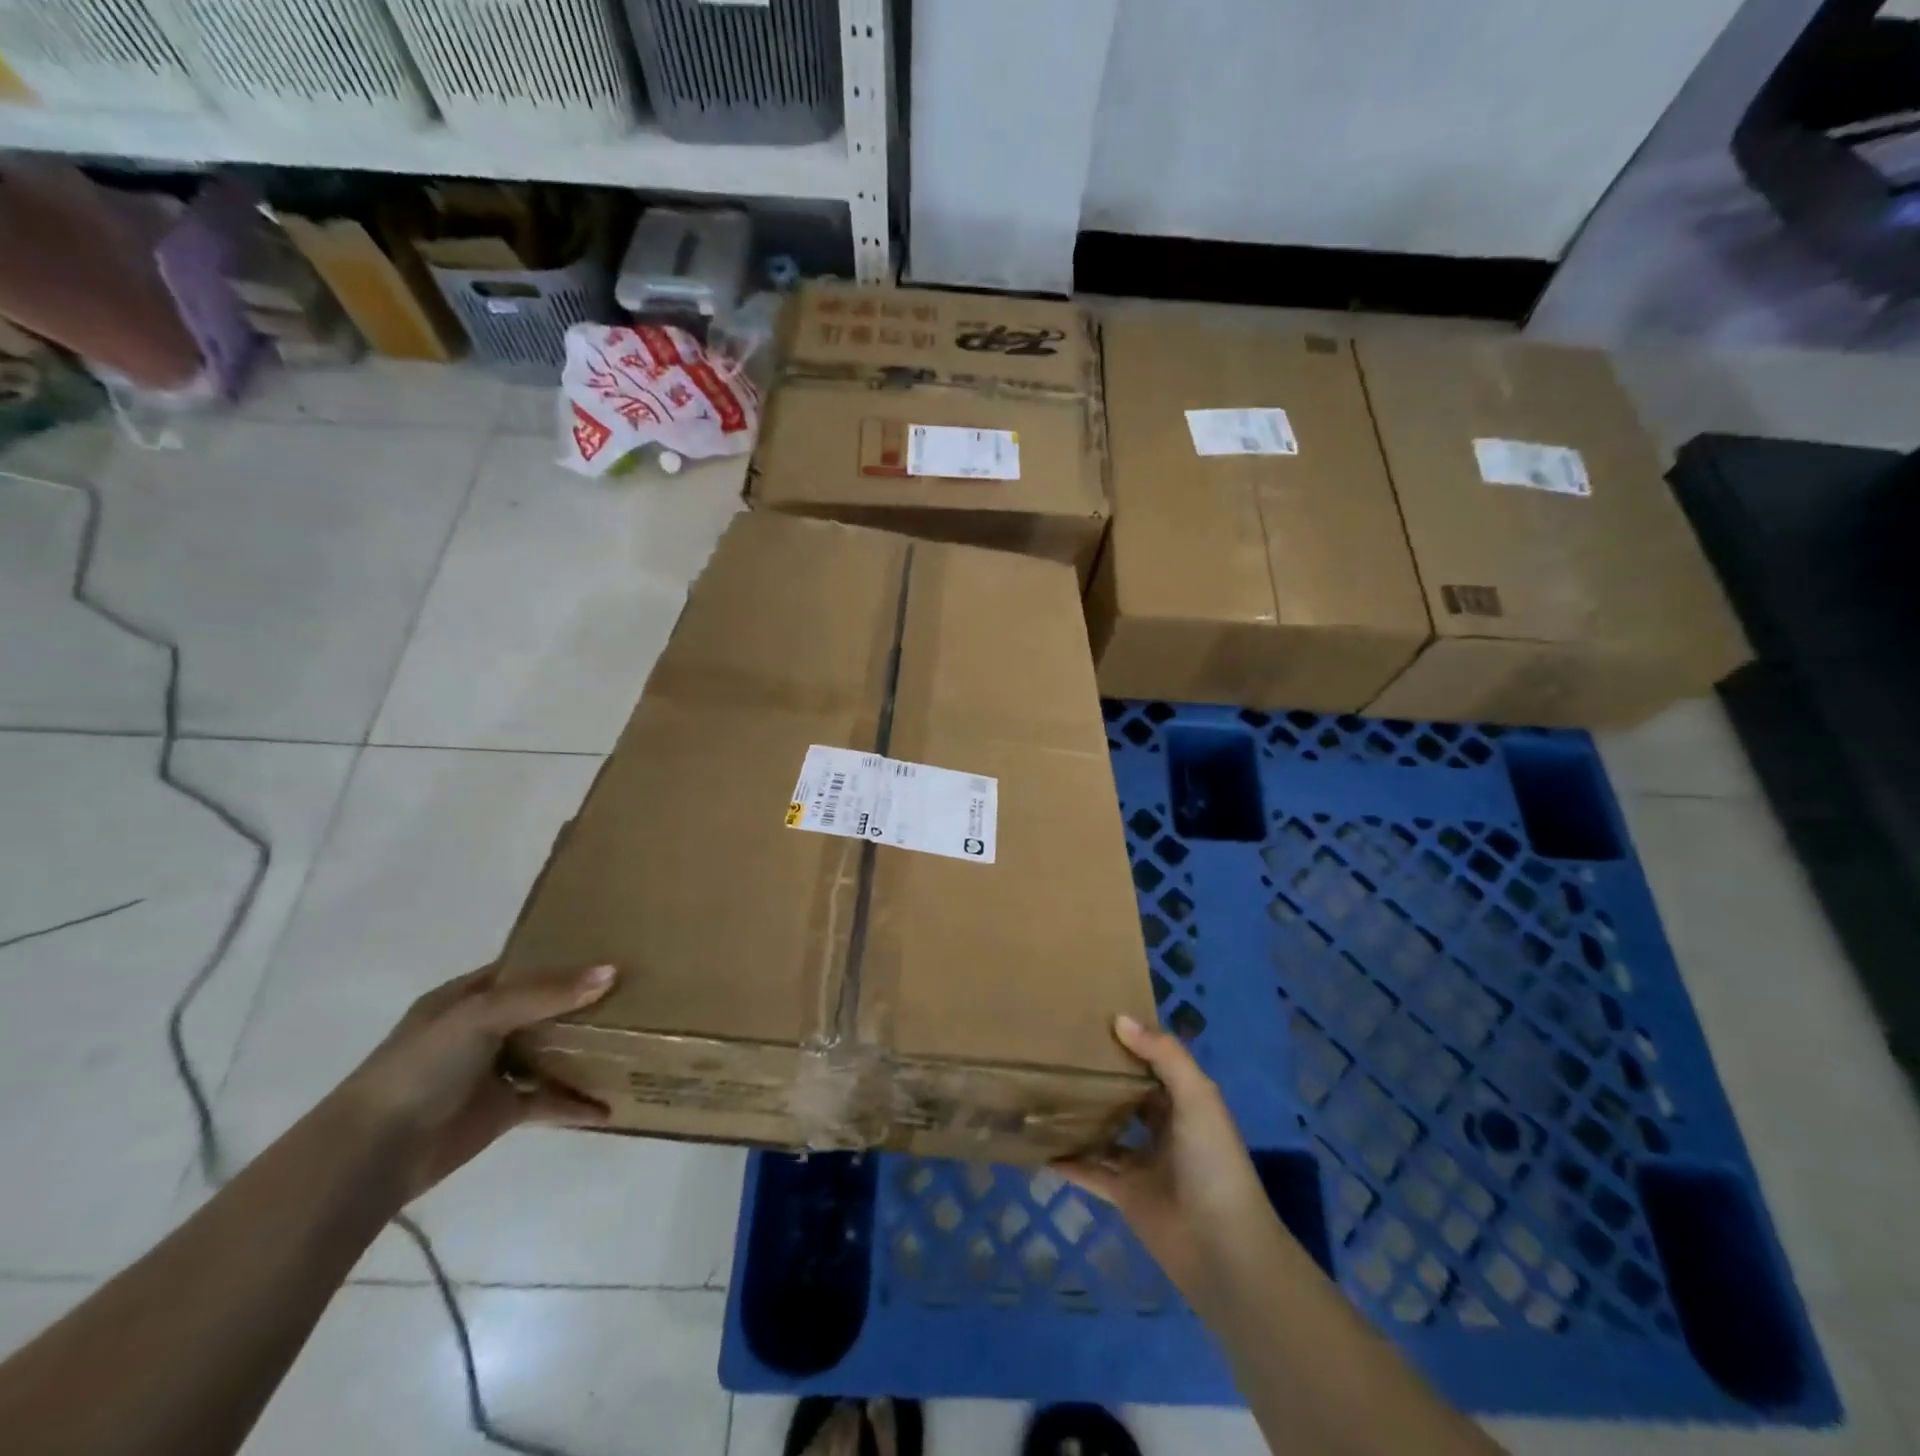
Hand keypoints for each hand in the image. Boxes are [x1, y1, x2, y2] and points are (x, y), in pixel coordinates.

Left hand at [327, 963, 616, 1203]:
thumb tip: (611, 972)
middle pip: (544, 1008)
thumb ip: (545, 994)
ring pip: (550, 1052)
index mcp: (467, 996)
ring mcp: (492, 1070)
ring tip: (634, 1041)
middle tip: (638, 993)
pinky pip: (548, 1100)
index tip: (613, 951)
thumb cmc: (422, 1068)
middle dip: (585, 1002)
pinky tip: (609, 1105)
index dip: (564, 958)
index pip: (524, 967)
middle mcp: (483, 1028)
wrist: (374, 1154)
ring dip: (585, 1050)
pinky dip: (576, 1103)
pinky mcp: (501, 1110)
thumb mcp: (482, 1016)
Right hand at [1057, 1015, 1279, 1304]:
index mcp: (1186, 1102)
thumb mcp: (1198, 1099)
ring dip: (1081, 1115)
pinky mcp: (1124, 1195)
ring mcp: (1142, 1162)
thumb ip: (1163, 1056)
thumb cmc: (1214, 1165)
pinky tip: (1039, 1144)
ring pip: (1105, 1131)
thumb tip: (1119, 1019)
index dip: (1128, 1042)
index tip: (1091, 1018)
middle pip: (1126, 1095)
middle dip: (1100, 1076)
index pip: (1153, 1063)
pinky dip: (1067, 1160)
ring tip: (1043, 1088)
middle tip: (1058, 1049)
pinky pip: (1090, 1171)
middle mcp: (1163, 1128)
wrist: (1224, 1252)